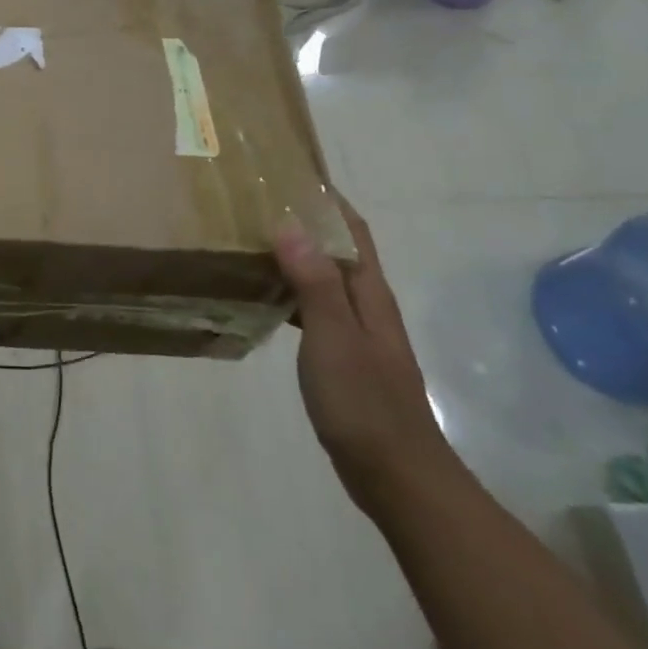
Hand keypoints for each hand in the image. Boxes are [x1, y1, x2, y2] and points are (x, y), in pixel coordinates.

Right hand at [273, 198, 459, 516]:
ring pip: (325, 281)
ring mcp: (357, 335)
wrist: (395, 474)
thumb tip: (290, 224)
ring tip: (251, 243)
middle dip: (306, 224)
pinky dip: (290, 295)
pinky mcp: (344, 360)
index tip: (293, 174)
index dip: (329, 201)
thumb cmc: (364, 401)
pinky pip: (314, 311)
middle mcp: (367, 307)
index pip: (353, 232)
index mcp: (370, 294)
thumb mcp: (334, 337)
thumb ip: (314, 282)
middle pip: (339, 252)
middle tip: (257, 205)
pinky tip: (263, 301)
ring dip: (296, 258)